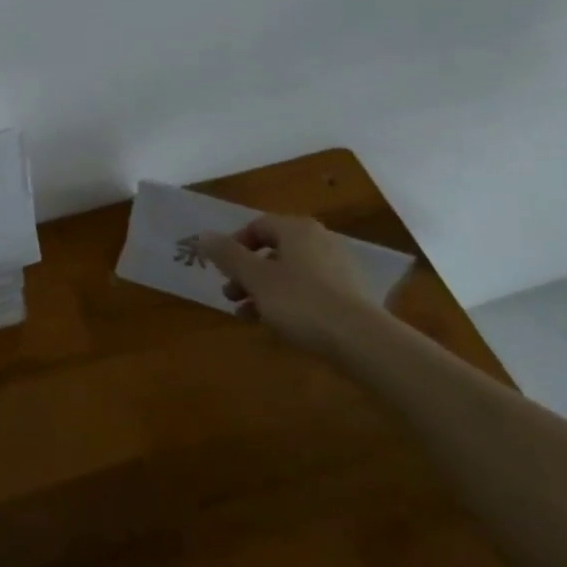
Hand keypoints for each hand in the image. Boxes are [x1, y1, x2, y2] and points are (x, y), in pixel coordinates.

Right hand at [196, 214, 376, 357]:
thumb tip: (204, 235)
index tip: (222, 270)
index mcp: (297, 230)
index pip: (258, 226)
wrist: (363, 341)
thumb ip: (228, 256)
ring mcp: (339, 268)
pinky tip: (279, 325)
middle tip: (230, 296)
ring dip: (264, 291)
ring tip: (248, 316)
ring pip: (290, 273)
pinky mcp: (351, 295)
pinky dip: (289, 302)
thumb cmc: (301, 302)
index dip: (235, 246)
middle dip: (247, 273)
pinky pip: (310, 291)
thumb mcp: (256, 278)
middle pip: (274, 251)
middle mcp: (320, 240)